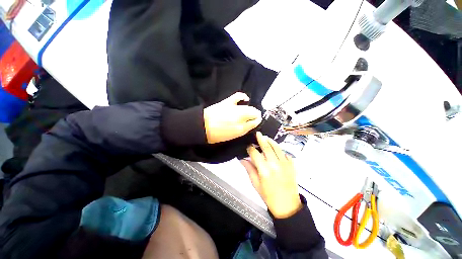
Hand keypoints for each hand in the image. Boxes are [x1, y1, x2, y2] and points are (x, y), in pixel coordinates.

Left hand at [204, 92, 261, 143]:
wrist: (202, 126)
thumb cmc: (217, 134)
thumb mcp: (233, 135)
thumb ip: (244, 129)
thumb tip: (252, 123)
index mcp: (241, 128)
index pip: (255, 122)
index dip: (257, 121)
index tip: (256, 122)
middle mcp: (240, 117)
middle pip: (253, 113)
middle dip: (255, 115)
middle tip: (252, 118)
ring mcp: (234, 108)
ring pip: (248, 107)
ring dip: (251, 109)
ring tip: (250, 111)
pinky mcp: (227, 102)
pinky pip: (238, 96)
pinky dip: (243, 97)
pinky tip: (246, 99)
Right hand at [241, 132, 301, 218]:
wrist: (287, 205)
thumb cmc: (269, 196)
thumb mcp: (256, 184)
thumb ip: (249, 169)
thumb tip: (242, 159)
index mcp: (264, 170)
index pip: (255, 154)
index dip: (250, 149)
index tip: (248, 147)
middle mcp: (275, 165)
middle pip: (267, 147)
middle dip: (261, 139)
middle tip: (258, 134)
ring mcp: (285, 164)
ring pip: (277, 147)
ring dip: (271, 141)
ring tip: (266, 138)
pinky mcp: (292, 165)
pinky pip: (285, 153)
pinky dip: (280, 149)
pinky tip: (276, 148)